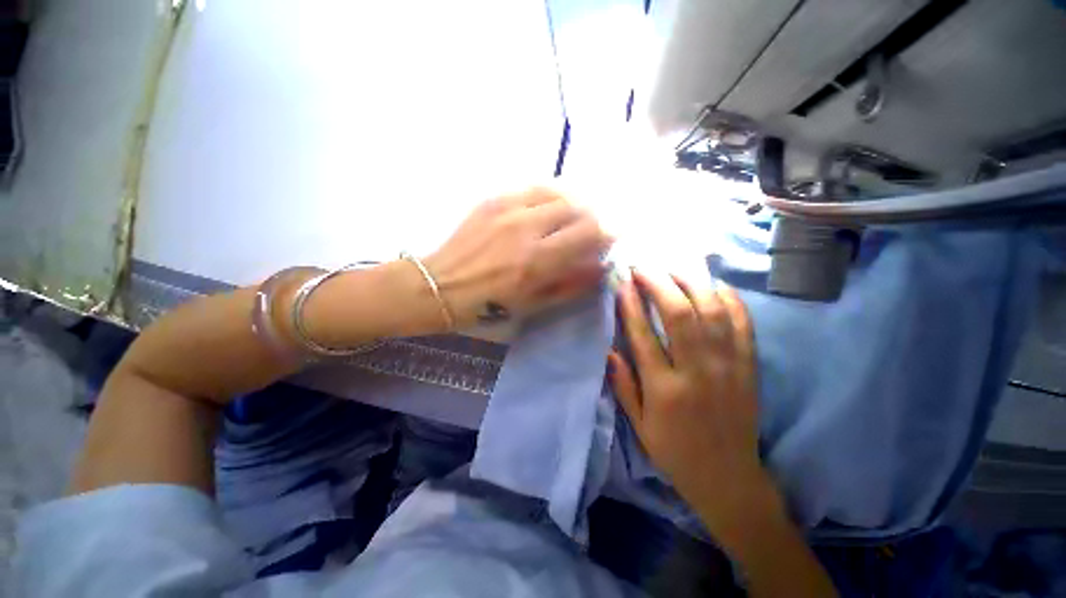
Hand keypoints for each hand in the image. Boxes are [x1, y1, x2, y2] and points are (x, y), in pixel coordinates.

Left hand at [423, 187, 611, 326]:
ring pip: (556, 191)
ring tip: (572, 216)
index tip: (610, 239)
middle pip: (576, 207)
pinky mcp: (493, 199)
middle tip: (591, 229)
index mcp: (537, 259)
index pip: (588, 233)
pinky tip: (548, 208)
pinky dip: (549, 196)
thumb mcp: (533, 304)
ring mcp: (508, 208)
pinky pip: (532, 188)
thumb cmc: (488, 304)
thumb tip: (600, 269)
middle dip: (592, 217)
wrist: (441, 285)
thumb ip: (570, 285)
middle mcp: (526, 227)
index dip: (607, 233)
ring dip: (573, 202)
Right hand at [609, 270, 777, 539]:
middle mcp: (698, 372)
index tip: (622, 282)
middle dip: (659, 283)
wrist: (728, 478)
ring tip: (673, 267)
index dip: (631, 304)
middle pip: (680, 314)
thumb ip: (623, 384)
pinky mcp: (749, 368)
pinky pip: (744, 325)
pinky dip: (731, 300)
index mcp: (665, 389)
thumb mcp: (638, 424)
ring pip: (713, 313)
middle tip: (644, 266)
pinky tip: (716, 284)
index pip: (644, 335)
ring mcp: (729, 367)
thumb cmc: (675, 451)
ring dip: (692, 283)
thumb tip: (609, 349)